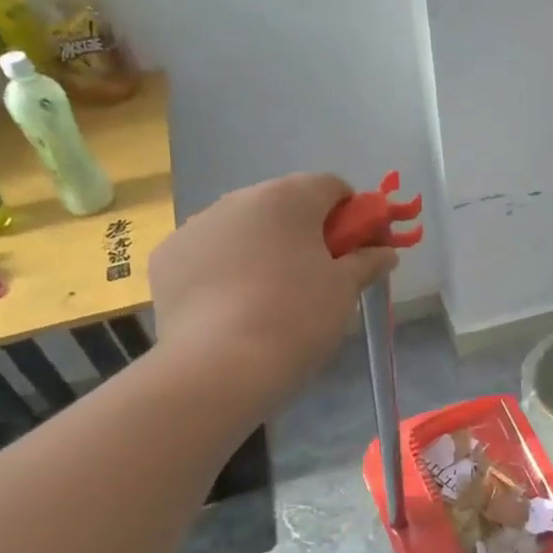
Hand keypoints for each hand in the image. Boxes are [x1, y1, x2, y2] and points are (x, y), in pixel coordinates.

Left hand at [149, 173, 397, 398]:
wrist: (221, 366)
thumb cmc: (297, 316)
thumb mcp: (345, 290)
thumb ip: (368, 262)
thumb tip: (385, 253)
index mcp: (288, 198)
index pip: (332, 186)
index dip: (354, 215)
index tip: (360, 249)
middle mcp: (239, 199)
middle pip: (285, 204)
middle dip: (307, 231)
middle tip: (320, 274)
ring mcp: (197, 226)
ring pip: (244, 227)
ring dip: (264, 246)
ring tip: (272, 295)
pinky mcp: (167, 257)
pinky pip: (209, 252)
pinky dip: (226, 267)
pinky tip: (233, 305)